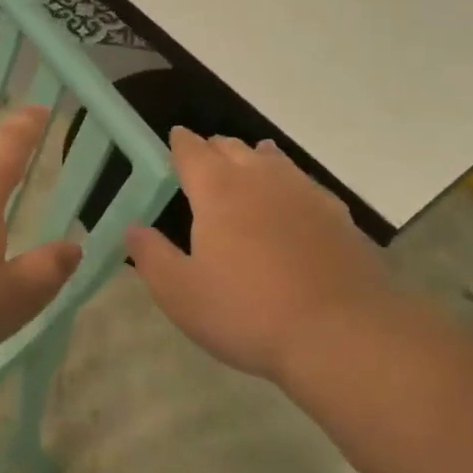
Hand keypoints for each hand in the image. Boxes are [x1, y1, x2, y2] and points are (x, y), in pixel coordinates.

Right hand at [125, 130, 418, 386]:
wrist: (341, 333)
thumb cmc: (247, 312)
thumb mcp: (180, 293)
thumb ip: (151, 256)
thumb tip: (132, 228)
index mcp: (218, 190)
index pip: (192, 151)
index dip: (180, 143)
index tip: (174, 139)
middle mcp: (261, 179)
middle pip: (233, 148)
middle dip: (214, 149)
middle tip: (203, 160)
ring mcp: (305, 194)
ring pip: (274, 160)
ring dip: (254, 158)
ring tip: (248, 162)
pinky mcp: (338, 216)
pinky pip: (305, 184)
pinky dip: (288, 183)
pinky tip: (292, 201)